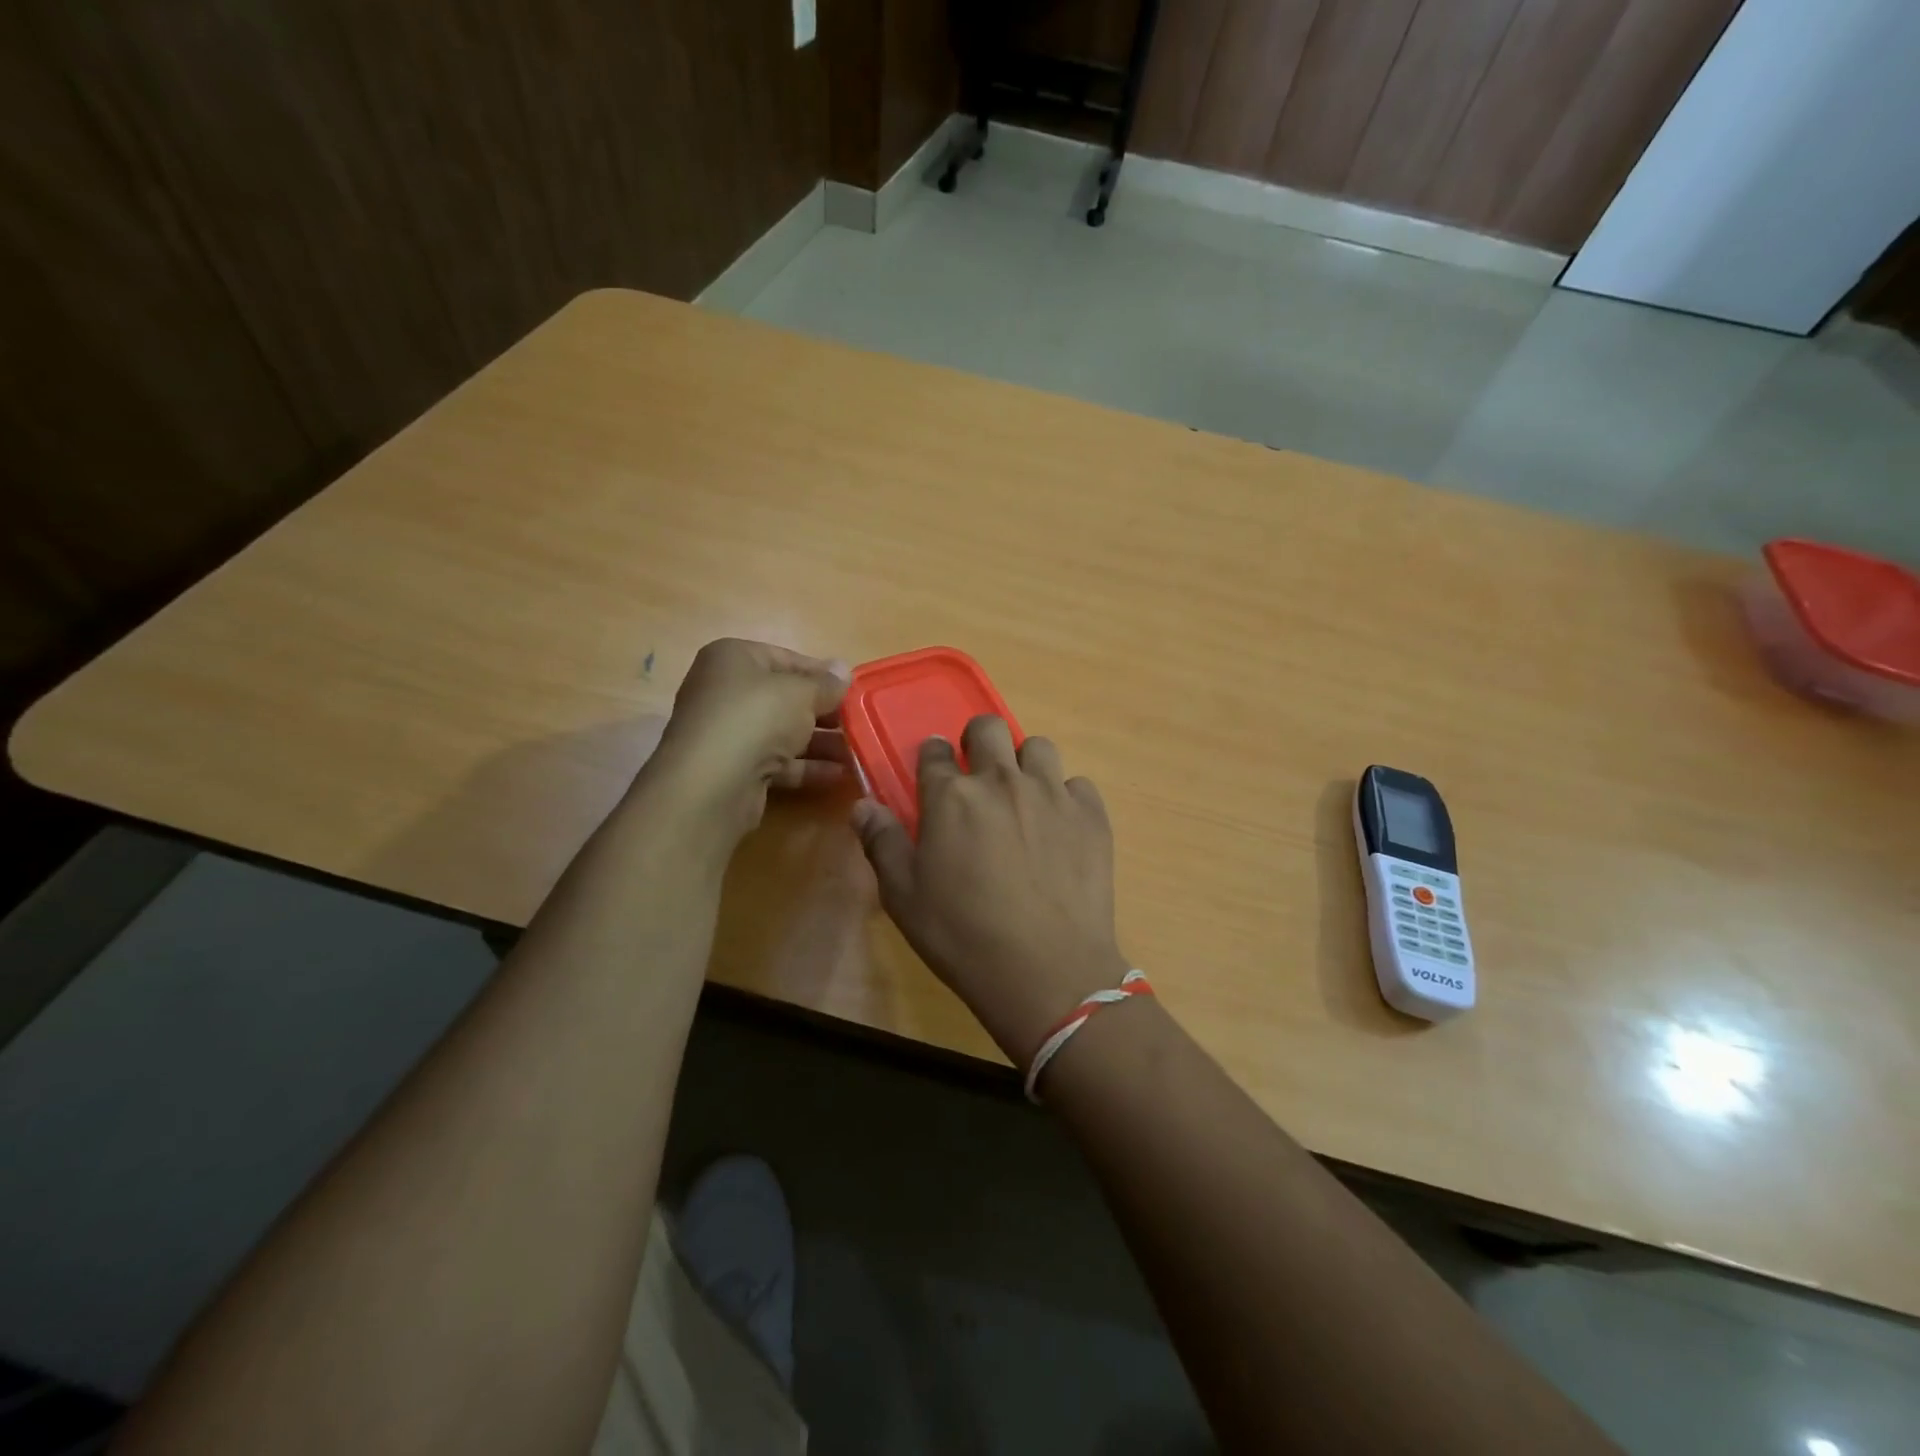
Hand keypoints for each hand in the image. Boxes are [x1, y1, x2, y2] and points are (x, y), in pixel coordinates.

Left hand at [642, 639, 849, 844]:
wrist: (713, 782)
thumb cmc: (757, 717)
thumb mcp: (801, 692)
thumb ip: (826, 684)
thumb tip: (844, 670)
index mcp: (733, 658)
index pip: (786, 658)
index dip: (822, 674)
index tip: (853, 690)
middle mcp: (726, 691)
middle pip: (785, 698)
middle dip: (824, 712)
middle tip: (859, 722)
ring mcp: (729, 733)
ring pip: (783, 732)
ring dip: (821, 742)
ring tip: (858, 751)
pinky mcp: (736, 769)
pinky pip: (778, 762)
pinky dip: (807, 767)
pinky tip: (840, 774)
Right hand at [852, 716, 1127, 1065]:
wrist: (1046, 970)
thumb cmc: (962, 935)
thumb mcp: (904, 897)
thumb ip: (882, 843)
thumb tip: (863, 806)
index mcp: (951, 796)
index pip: (935, 752)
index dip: (932, 757)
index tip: (935, 770)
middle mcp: (1001, 780)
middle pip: (989, 727)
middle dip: (979, 740)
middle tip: (979, 772)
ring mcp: (1051, 794)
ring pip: (1039, 747)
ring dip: (1025, 763)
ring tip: (1023, 796)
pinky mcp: (1091, 815)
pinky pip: (1078, 784)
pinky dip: (1067, 797)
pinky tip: (1061, 827)